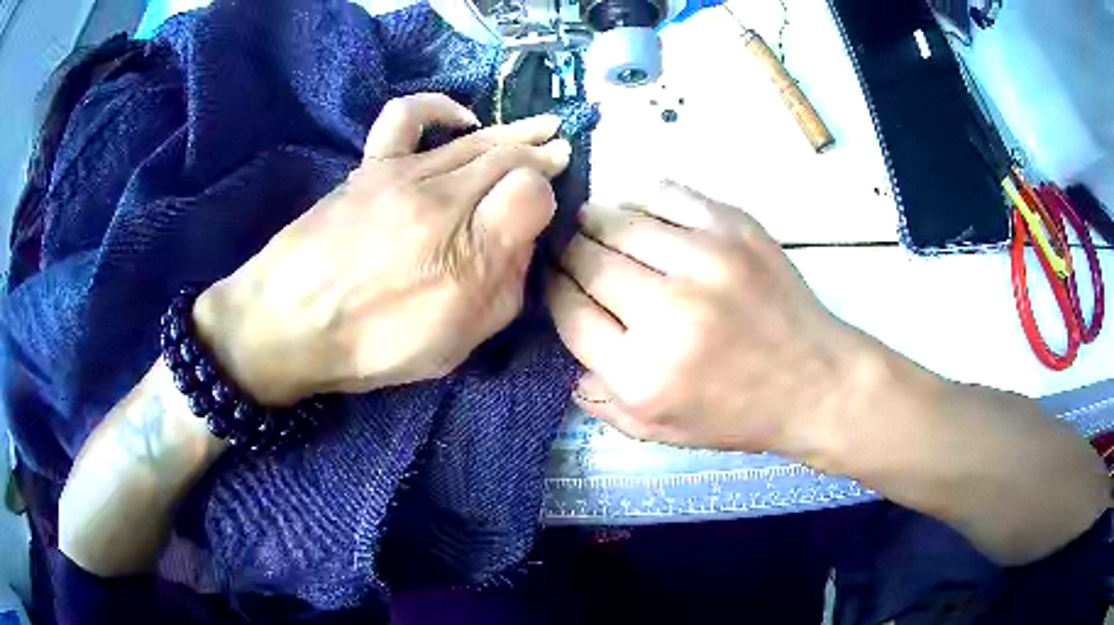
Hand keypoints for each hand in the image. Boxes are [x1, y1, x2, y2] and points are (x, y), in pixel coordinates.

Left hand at [194, 93, 570, 405]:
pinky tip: (462, 118)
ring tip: (540, 128)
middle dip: (543, 153)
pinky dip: (441, 108)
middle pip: (509, 157)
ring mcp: (403, 175)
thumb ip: (502, 292)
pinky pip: (408, 116)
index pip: (532, 195)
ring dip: (514, 130)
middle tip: (563, 150)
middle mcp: (442, 201)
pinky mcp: (370, 166)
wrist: (286, 325)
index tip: (541, 212)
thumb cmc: (370, 346)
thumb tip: (520, 244)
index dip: (546, 197)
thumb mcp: (454, 344)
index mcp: (469, 254)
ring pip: (475, 137)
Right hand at [548, 182, 870, 451]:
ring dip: (595, 223)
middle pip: (585, 259)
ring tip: (596, 228)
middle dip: (568, 255)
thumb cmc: (737, 414)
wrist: (816, 382)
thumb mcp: (659, 431)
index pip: (567, 310)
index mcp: (642, 372)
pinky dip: (640, 200)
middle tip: (572, 255)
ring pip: (616, 219)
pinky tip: (640, 215)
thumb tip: (566, 339)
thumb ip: (600, 396)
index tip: (556, 282)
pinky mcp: (734, 227)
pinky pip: (664, 194)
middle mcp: (668, 311)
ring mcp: (705, 260)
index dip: (553, 290)